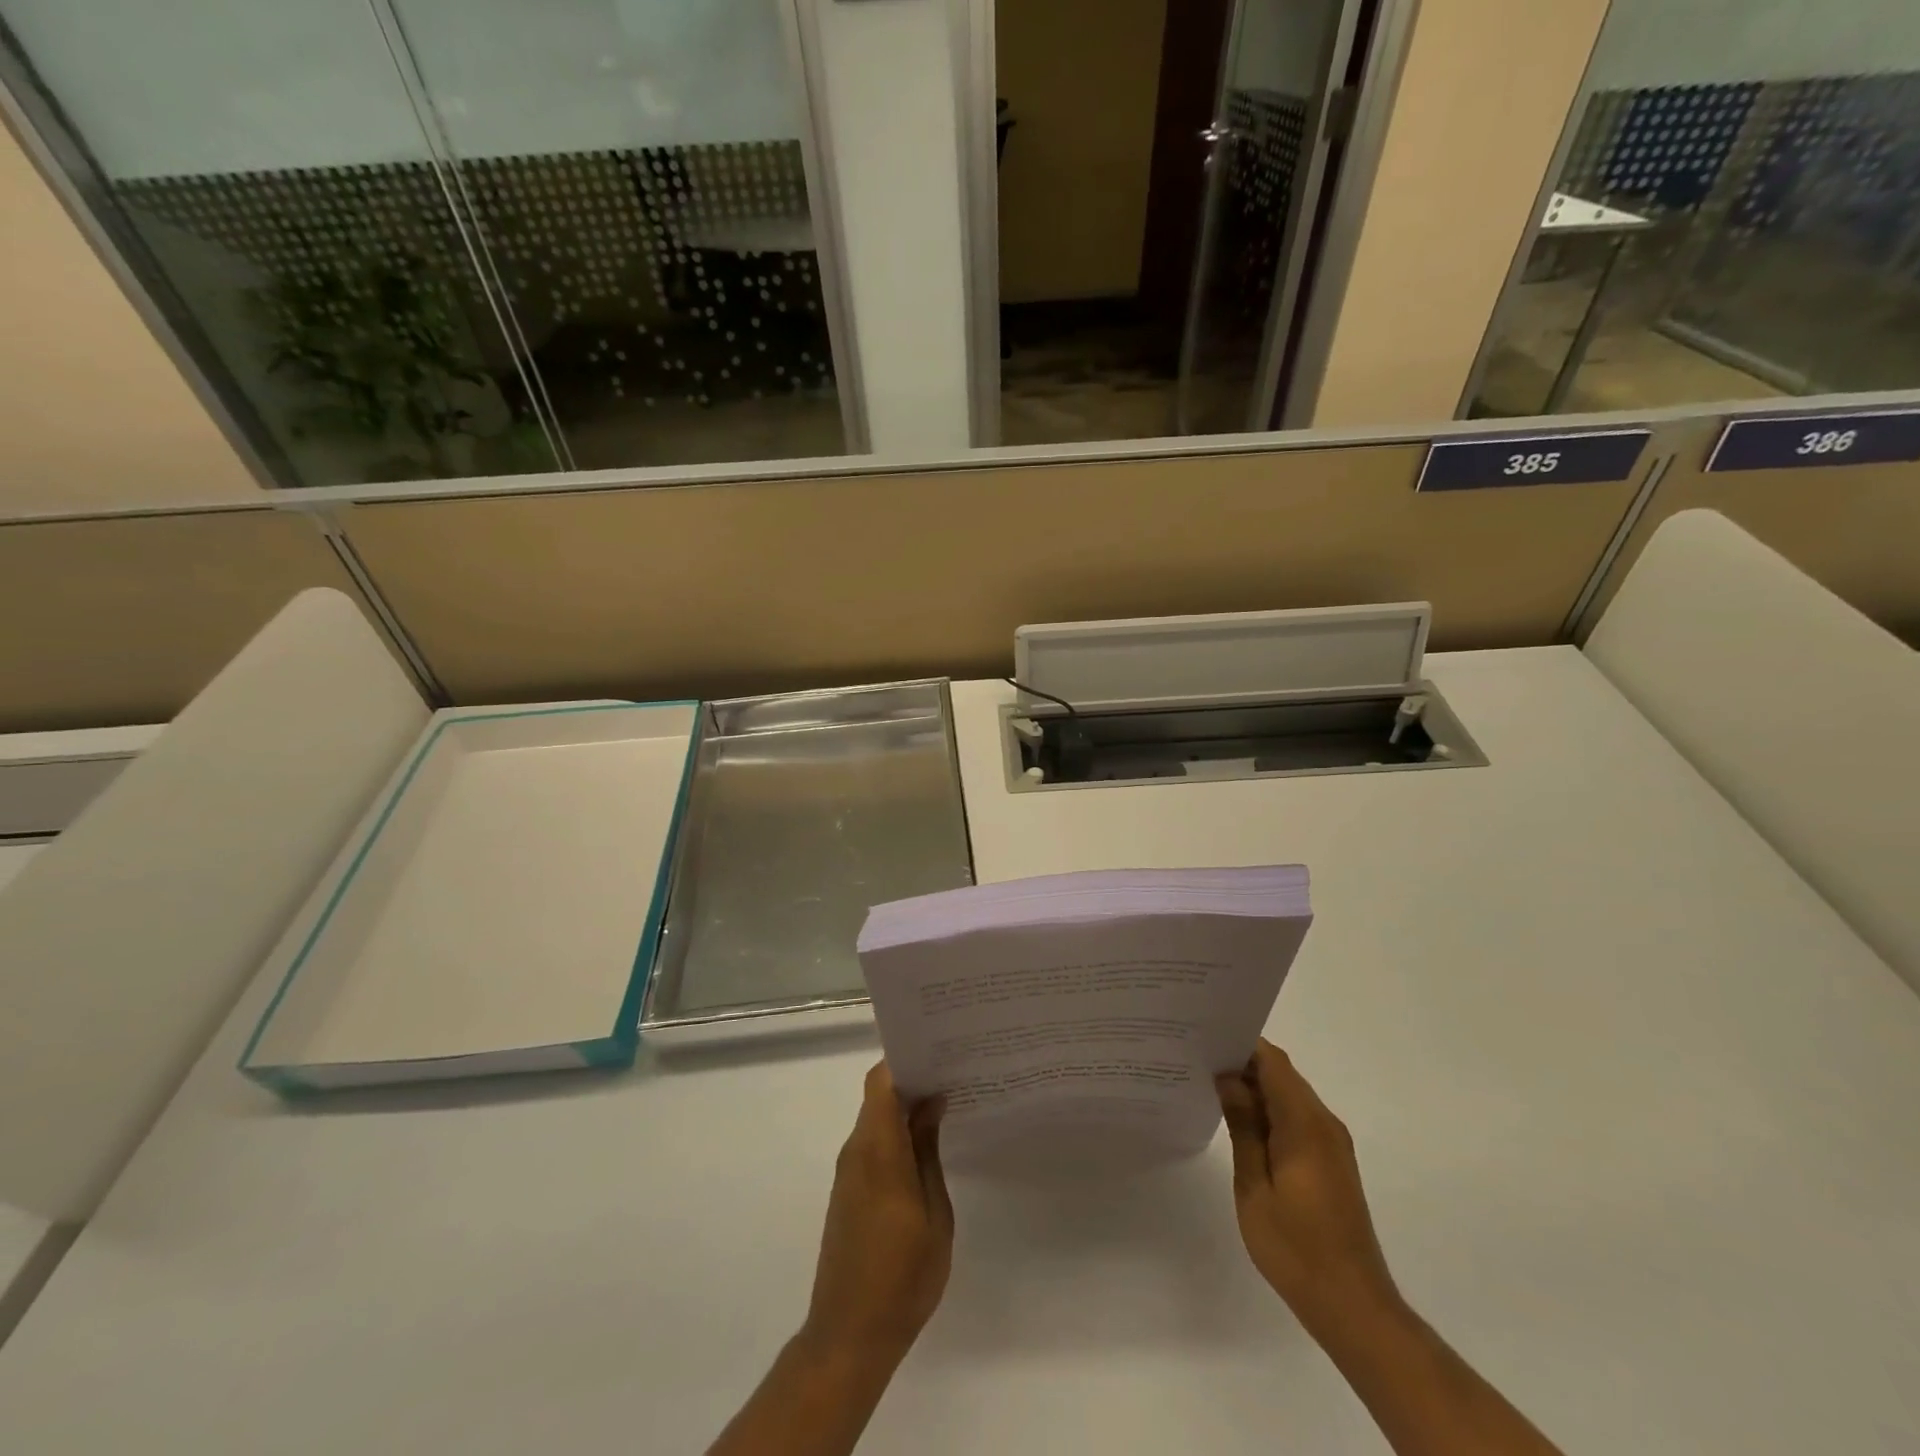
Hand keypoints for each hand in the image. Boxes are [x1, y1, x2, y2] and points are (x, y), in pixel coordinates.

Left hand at [802, 1061, 951, 1366]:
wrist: (849, 1336)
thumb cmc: (902, 1275)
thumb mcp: (933, 1212)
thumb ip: (927, 1151)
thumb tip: (930, 1101)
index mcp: (877, 1149)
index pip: (881, 1081)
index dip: (904, 1059)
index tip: (937, 1052)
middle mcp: (856, 1151)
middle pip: (878, 1096)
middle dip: (911, 1080)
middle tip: (951, 1074)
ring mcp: (848, 1172)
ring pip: (875, 1120)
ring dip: (904, 1109)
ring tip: (946, 1105)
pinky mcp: (848, 1193)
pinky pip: (872, 1146)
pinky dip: (895, 1136)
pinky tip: (924, 1147)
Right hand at [1216, 1039, 1400, 1334]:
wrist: (1353, 1306)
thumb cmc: (1296, 1247)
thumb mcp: (1255, 1186)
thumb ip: (1243, 1126)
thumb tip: (1227, 1077)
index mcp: (1305, 1123)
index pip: (1273, 1061)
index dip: (1241, 1044)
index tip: (1205, 1039)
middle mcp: (1324, 1124)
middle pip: (1281, 1074)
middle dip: (1243, 1063)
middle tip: (1198, 1061)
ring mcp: (1331, 1144)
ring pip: (1288, 1096)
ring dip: (1255, 1089)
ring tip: (1210, 1087)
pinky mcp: (1331, 1162)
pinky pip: (1296, 1119)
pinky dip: (1269, 1112)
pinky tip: (1239, 1124)